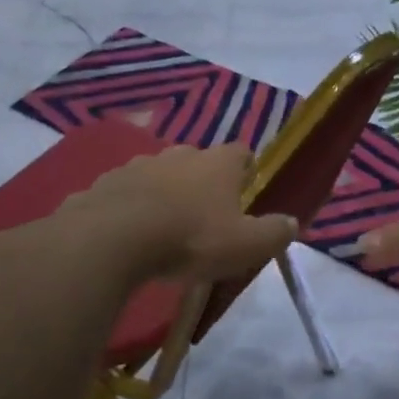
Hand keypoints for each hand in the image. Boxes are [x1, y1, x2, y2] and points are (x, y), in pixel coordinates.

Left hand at [61, 141, 295, 281]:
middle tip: (205, 215)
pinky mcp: (105, 182)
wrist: (114, 239)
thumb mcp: (246, 245)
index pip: (241, 152)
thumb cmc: (191, 238)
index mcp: (218, 164)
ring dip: (165, 193)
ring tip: (165, 227)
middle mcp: (180, 154)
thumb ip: (274, 233)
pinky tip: (129, 234)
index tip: (246, 190)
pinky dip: (131, 206)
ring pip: (159, 174)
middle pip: (198, 161)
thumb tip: (292, 223)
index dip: (246, 170)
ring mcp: (138, 164)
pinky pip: (126, 192)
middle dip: (203, 182)